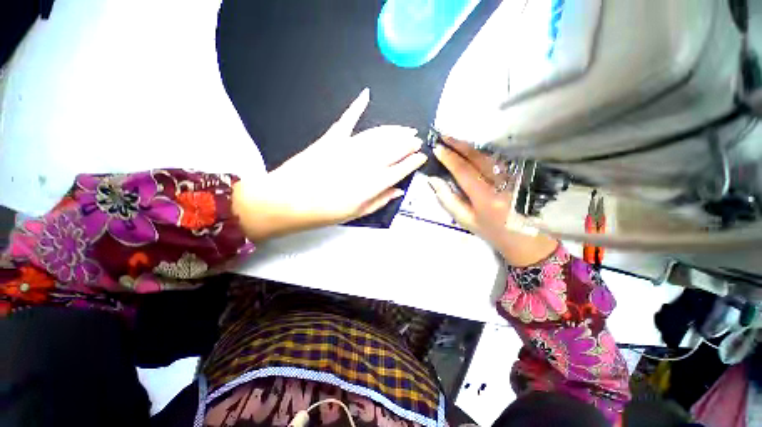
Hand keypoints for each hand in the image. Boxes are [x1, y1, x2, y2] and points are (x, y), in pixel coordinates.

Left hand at [233, 88, 426, 241]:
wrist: (286, 201)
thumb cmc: (323, 213)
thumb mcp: (356, 213)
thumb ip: (380, 200)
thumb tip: (398, 191)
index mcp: (372, 183)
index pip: (401, 169)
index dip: (413, 162)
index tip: (421, 157)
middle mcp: (365, 162)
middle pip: (393, 148)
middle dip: (408, 143)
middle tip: (416, 139)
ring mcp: (348, 147)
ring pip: (378, 134)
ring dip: (394, 130)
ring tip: (405, 128)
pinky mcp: (331, 139)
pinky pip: (347, 120)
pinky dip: (356, 107)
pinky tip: (365, 96)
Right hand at [427, 139, 557, 266]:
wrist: (525, 239)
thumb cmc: (491, 232)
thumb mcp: (465, 220)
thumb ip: (448, 199)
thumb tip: (434, 180)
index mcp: (486, 198)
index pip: (464, 171)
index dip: (449, 158)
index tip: (437, 148)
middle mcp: (501, 183)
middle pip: (478, 157)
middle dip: (459, 144)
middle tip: (444, 136)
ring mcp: (513, 176)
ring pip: (489, 155)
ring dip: (470, 146)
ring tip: (454, 140)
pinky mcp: (519, 174)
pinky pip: (497, 158)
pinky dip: (482, 151)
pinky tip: (472, 149)